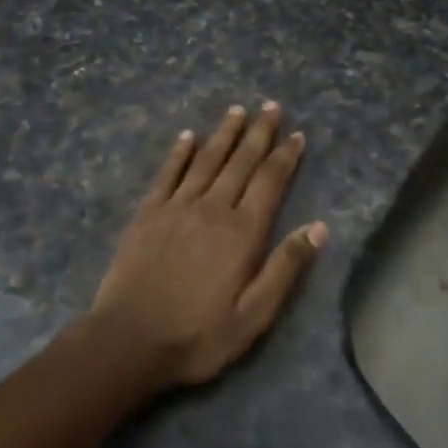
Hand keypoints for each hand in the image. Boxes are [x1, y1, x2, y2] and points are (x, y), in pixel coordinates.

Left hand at [91, 103, 325, 387]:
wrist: (128, 340)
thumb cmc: (197, 335)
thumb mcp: (254, 315)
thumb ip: (285, 268)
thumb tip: (318, 227)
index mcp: (242, 232)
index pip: (269, 182)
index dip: (285, 156)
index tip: (296, 134)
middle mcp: (212, 208)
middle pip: (241, 161)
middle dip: (259, 132)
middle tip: (271, 106)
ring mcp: (176, 207)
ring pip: (206, 159)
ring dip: (224, 133)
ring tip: (237, 110)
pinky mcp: (147, 213)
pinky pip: (167, 173)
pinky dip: (179, 152)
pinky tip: (187, 136)